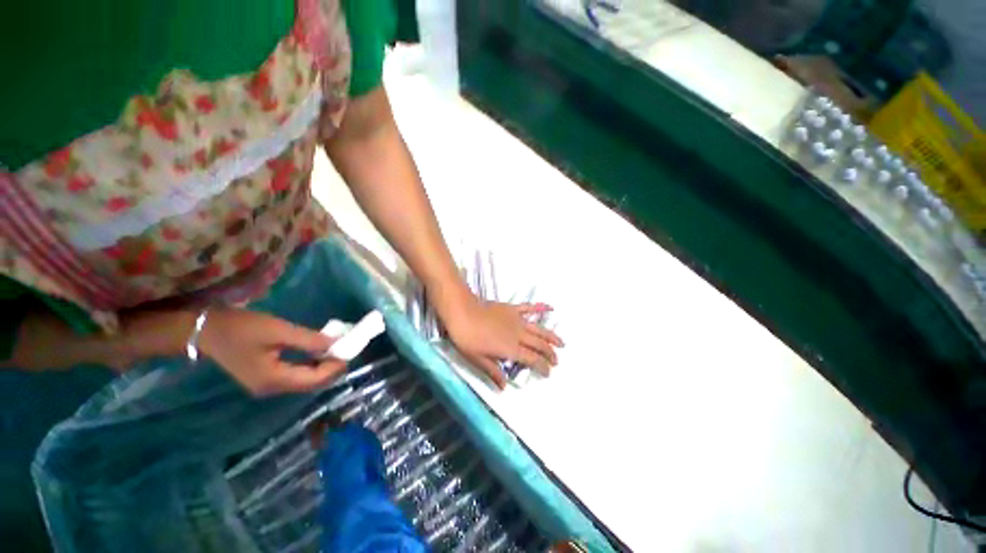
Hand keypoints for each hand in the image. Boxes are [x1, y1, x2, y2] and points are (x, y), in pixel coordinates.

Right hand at [197, 309, 345, 396]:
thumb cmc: (241, 328)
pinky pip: (294, 374)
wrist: (204, 329)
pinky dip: (310, 365)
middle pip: (310, 383)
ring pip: (303, 380)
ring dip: (322, 368)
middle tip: (347, 351)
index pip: (313, 380)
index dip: (334, 368)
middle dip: (331, 369)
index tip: (350, 352)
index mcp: (274, 380)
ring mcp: (266, 385)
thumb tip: (335, 344)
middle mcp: (271, 388)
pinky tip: (319, 353)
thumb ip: (308, 340)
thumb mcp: (278, 331)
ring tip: (338, 351)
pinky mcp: (264, 376)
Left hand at [443, 297, 563, 389]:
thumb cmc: (467, 337)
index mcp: (511, 349)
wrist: (462, 311)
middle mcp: (518, 335)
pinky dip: (541, 308)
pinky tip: (551, 308)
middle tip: (556, 361)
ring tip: (562, 343)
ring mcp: (517, 320)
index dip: (543, 367)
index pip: (532, 359)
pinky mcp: (512, 309)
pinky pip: (529, 308)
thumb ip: (493, 371)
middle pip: (539, 345)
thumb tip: (504, 386)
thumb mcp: (477, 359)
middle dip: (550, 354)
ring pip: (539, 329)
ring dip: (552, 336)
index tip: (548, 373)